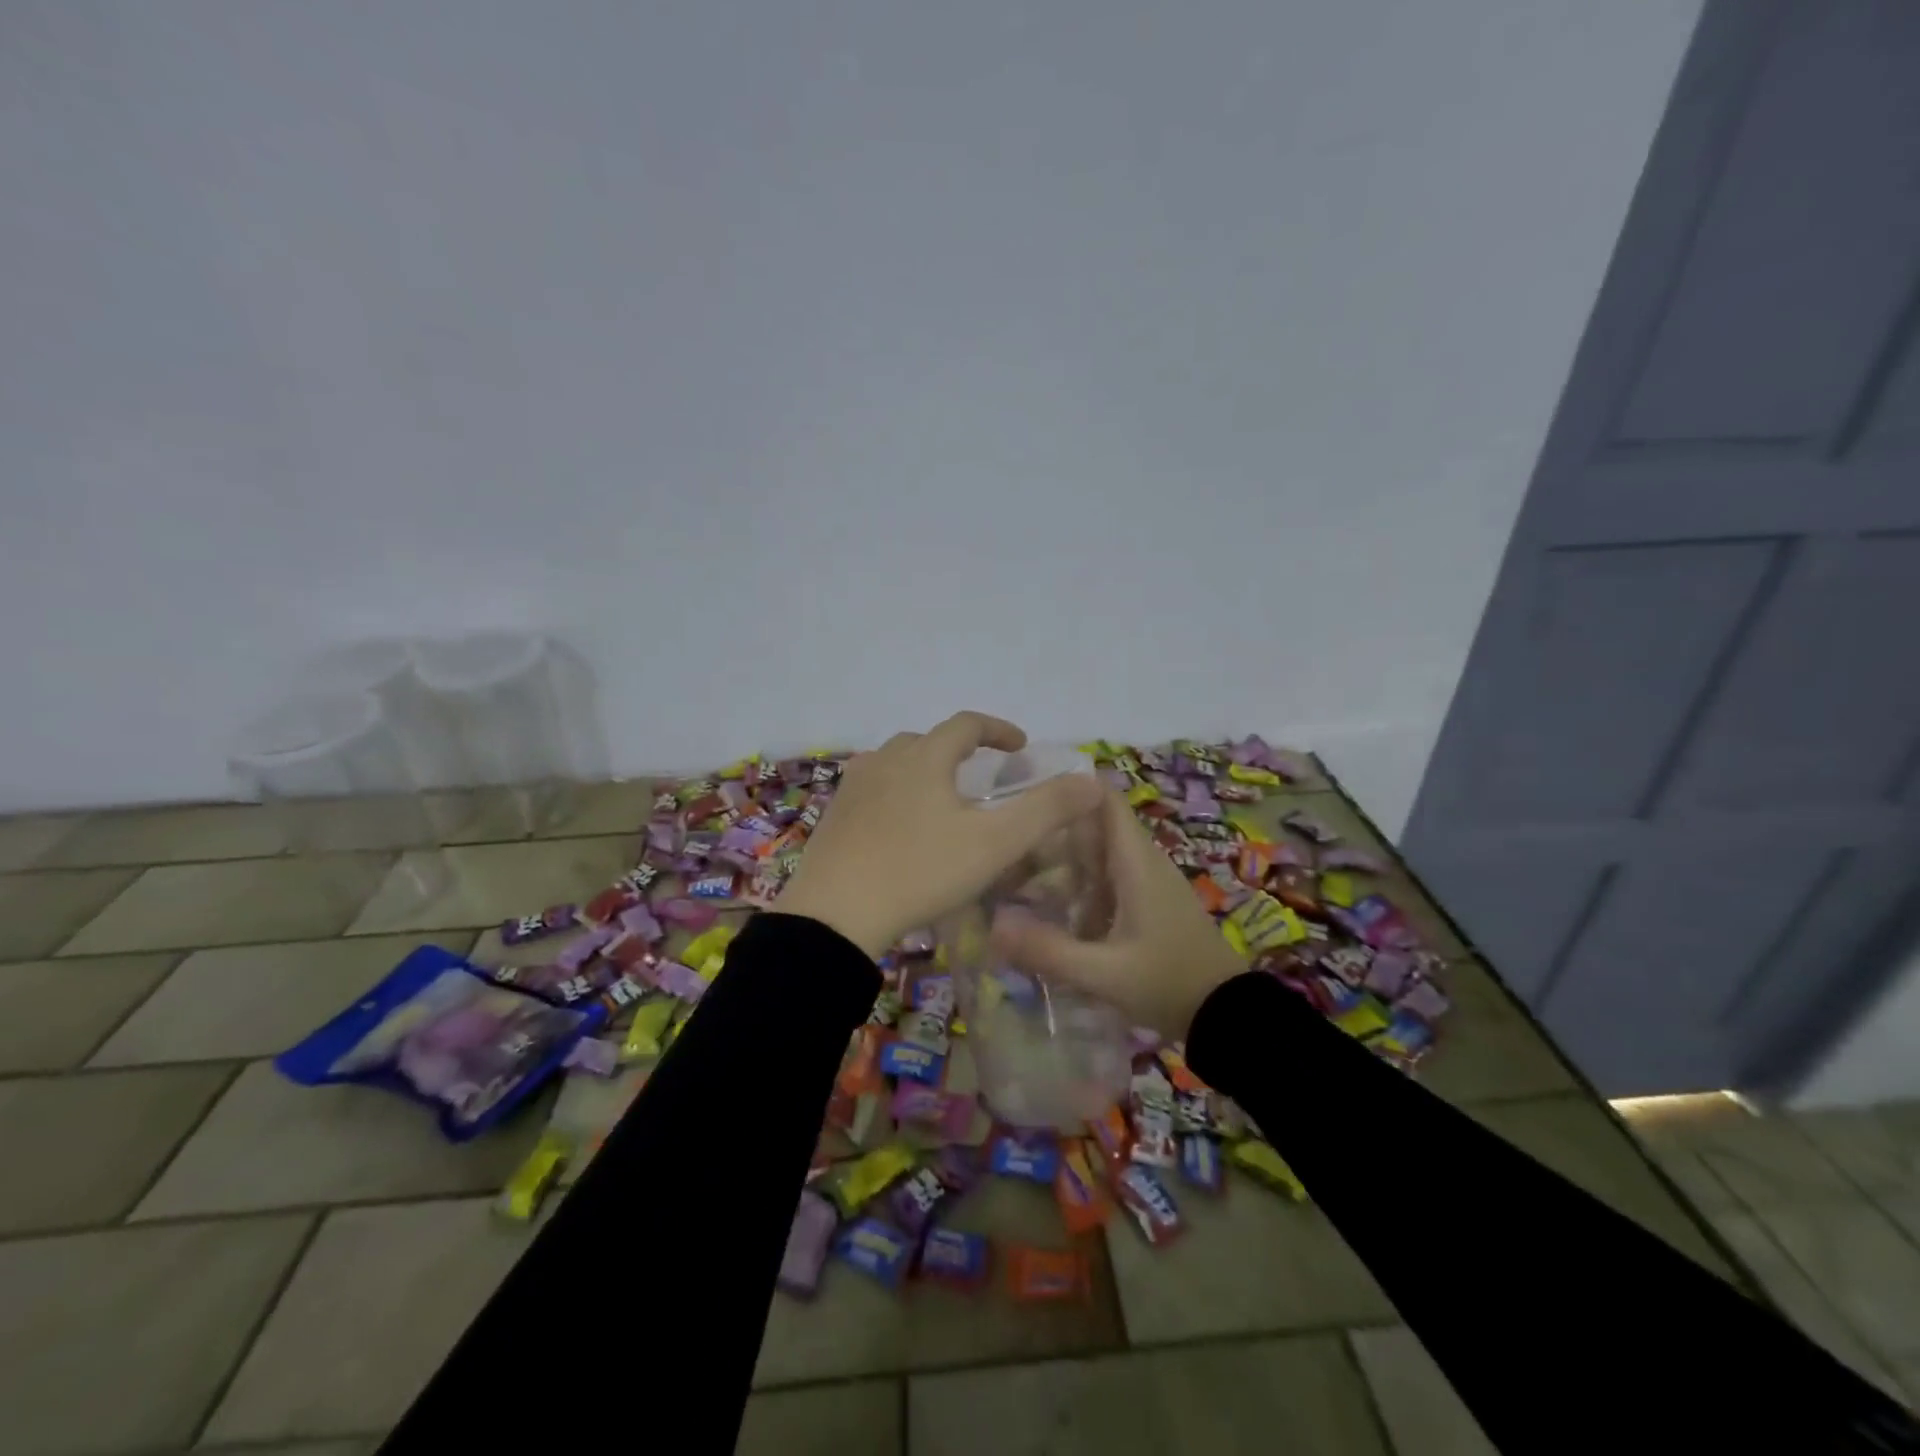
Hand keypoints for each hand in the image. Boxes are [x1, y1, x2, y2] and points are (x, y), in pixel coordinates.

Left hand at [774, 712, 1104, 958]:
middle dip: (960, 751)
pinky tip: (901, 826)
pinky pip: (874, 789)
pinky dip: (897, 794)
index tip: (1020, 745)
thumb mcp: (995, 843)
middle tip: (982, 776)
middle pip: (928, 741)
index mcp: (924, 757)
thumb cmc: (921, 871)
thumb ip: (1047, 809)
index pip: (967, 724)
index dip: (998, 729)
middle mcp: (885, 759)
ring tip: (943, 800)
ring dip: (925, 770)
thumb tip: (1092, 781)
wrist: (836, 914)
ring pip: (896, 764)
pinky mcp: (835, 815)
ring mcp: (853, 786)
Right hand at [990, 790, 1247, 1036]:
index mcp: (1135, 861)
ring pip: (1097, 852)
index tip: (1023, 792)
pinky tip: (1047, 905)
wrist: (1226, 1017)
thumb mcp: (1103, 973)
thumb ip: (1048, 950)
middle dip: (1051, 828)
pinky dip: (1077, 882)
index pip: (1103, 798)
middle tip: (1004, 840)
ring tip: (1013, 869)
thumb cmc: (1168, 983)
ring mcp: (1147, 882)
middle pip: (1092, 824)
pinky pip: (1106, 877)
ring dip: (1061, 857)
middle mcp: (1141, 861)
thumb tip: (992, 926)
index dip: (1067, 787)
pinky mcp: (1147, 903)